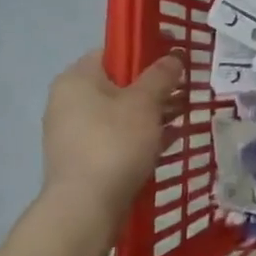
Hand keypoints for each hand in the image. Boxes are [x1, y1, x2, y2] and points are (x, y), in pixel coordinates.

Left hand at [42, 52, 183, 225]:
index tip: (176, 52)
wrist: (86, 207)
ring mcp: (75, 132)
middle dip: (155, 83)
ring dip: (153, 110)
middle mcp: (70, 101)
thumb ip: (162, 75)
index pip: (114, 50)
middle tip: (186, 84)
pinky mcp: (86, 159)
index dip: (147, 48)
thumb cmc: (115, 142)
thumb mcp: (145, 102)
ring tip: (185, 111)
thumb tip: (174, 57)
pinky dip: (143, 134)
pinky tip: (172, 138)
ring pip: (122, 111)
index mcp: (77, 79)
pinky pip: (119, 136)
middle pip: (120, 82)